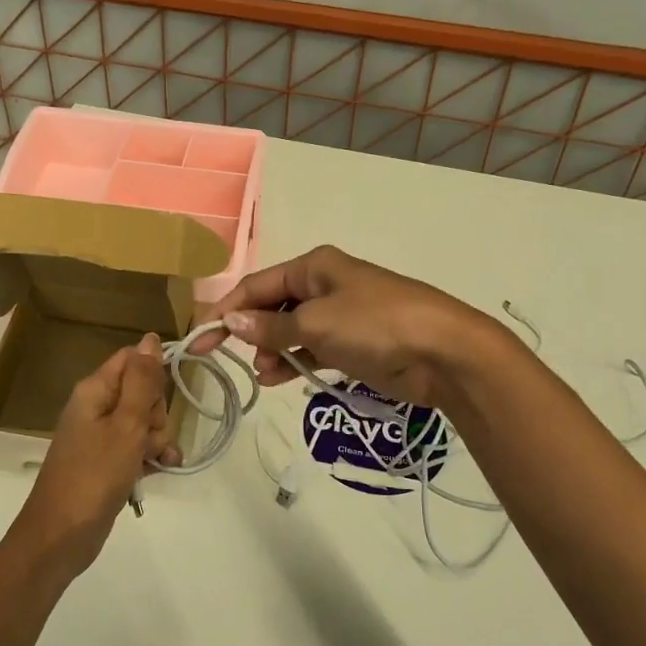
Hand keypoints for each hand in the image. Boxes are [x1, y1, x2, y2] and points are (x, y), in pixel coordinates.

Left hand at [14, 334, 180, 581]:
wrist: (60, 535)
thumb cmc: (94, 475)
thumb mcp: (126, 424)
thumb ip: (142, 381)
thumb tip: (151, 338)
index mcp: (95, 390)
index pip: (133, 359)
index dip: (154, 374)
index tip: (164, 398)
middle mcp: (96, 406)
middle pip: (143, 391)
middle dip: (157, 415)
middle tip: (147, 439)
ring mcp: (101, 435)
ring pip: (144, 422)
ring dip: (157, 440)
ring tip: (155, 461)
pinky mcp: (107, 461)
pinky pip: (137, 447)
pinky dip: (150, 457)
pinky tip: (160, 470)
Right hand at [195, 246, 505, 409]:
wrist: (445, 351)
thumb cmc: (376, 325)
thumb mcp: (316, 324)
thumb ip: (271, 328)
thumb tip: (232, 323)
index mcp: (313, 267)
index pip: (257, 285)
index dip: (226, 311)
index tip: (201, 338)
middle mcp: (324, 285)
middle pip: (272, 307)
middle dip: (250, 332)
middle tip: (228, 360)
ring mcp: (340, 315)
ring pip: (291, 331)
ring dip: (272, 351)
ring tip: (263, 374)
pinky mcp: (354, 343)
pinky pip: (312, 349)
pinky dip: (295, 362)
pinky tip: (279, 379)